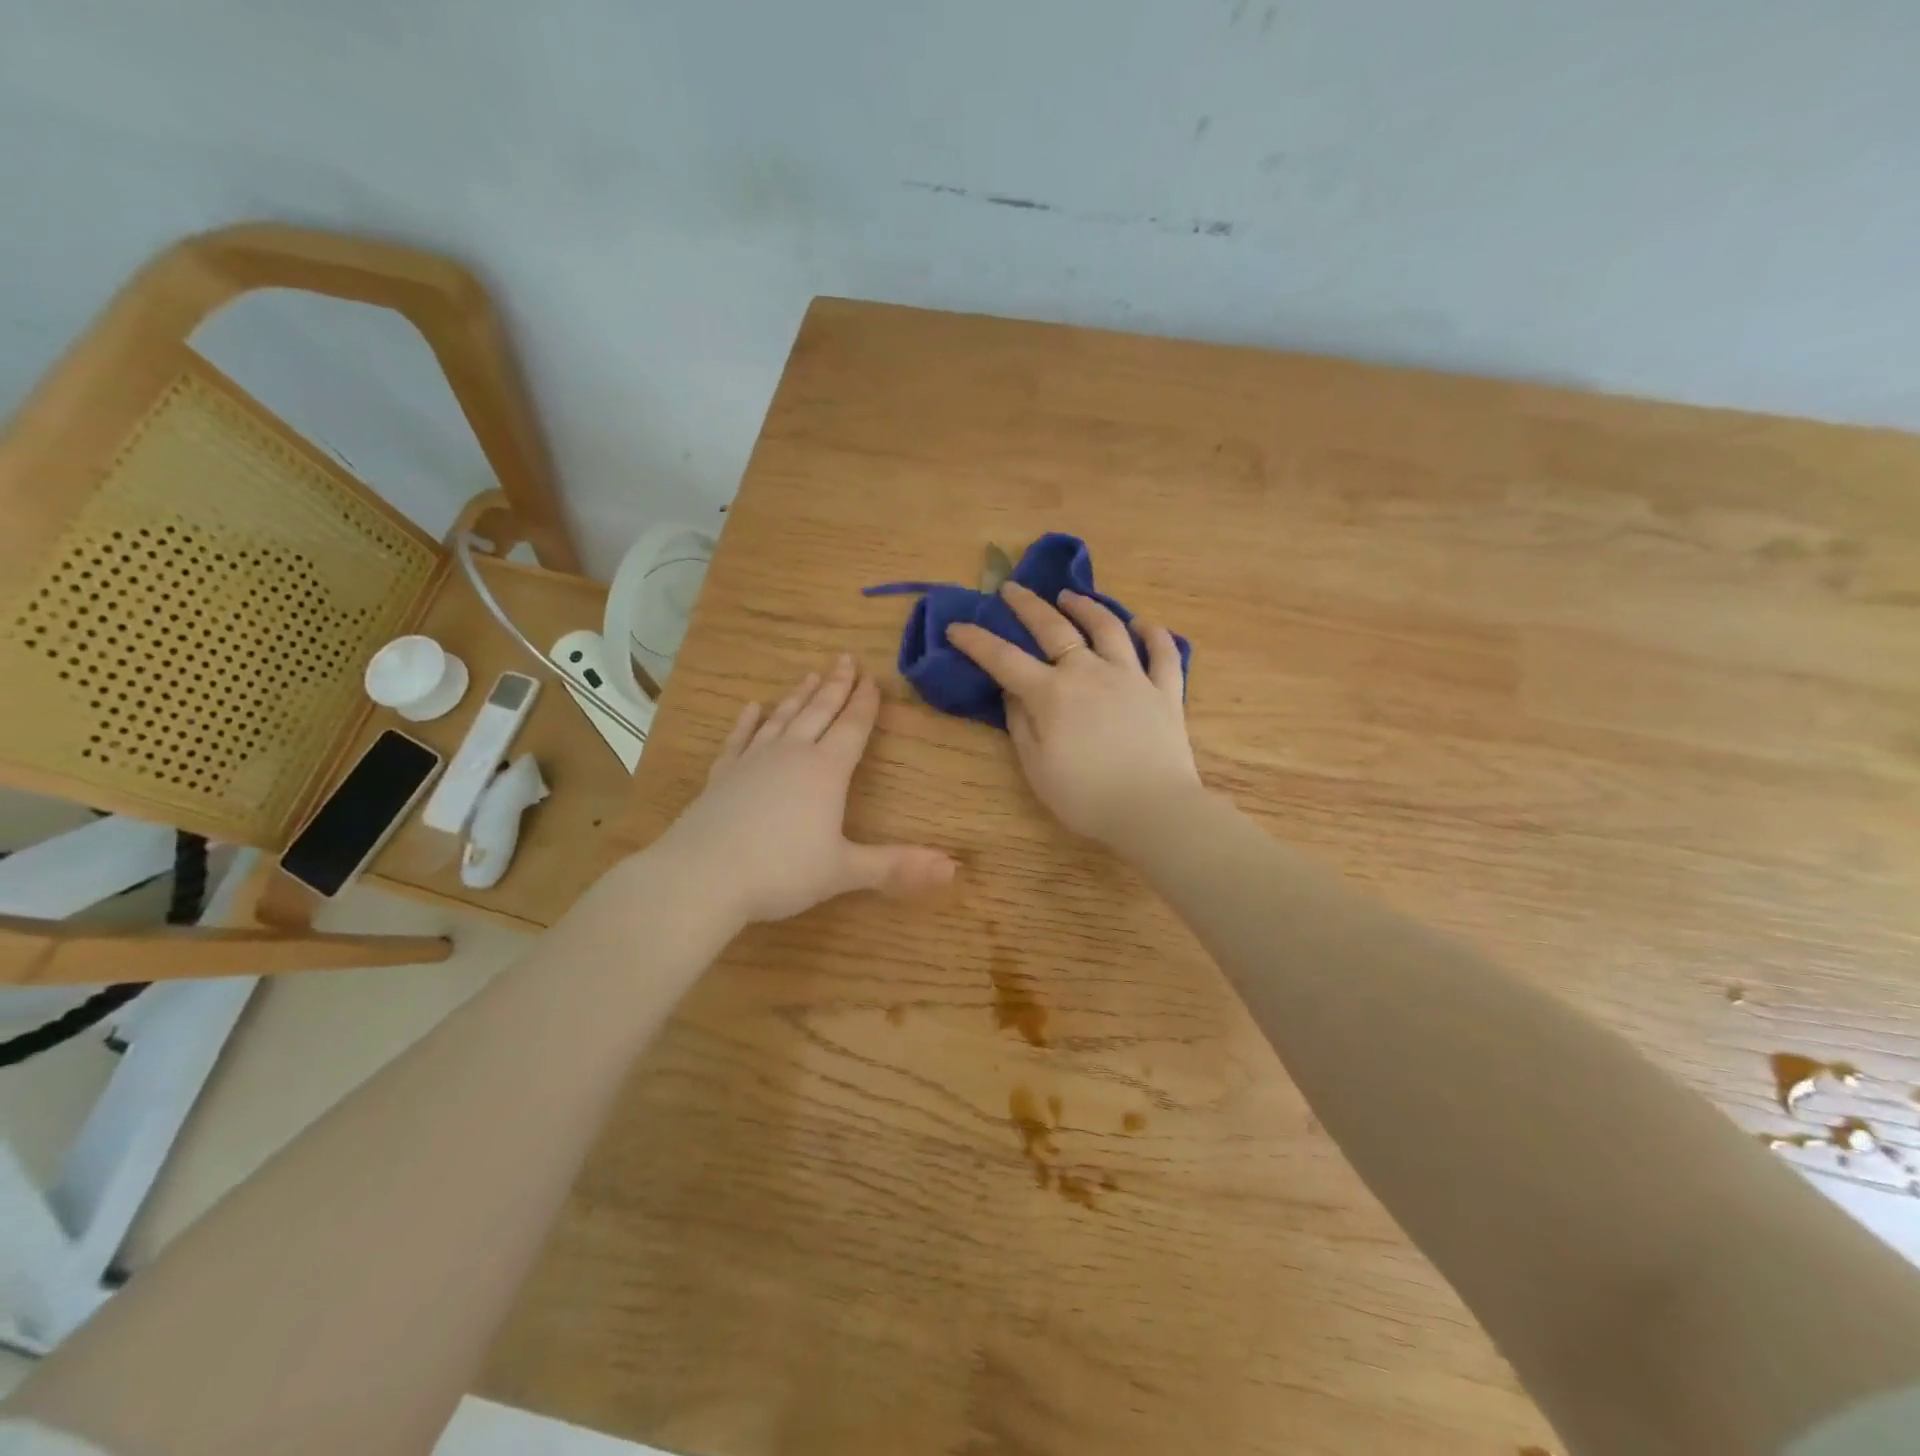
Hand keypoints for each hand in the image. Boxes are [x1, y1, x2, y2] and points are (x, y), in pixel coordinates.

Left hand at [657, 655, 957, 924]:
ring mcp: (753, 761)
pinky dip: (748, 722)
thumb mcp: (844, 871)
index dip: (865, 703)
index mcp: (826, 771)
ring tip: (810, 675)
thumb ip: (896, 866)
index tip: (873, 678)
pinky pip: (739, 739)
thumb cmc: (781, 872)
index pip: (852, 728)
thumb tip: (953, 869)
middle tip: (845, 659)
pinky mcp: (722, 775)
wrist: (702, 876)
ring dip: (798, 696)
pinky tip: (752, 708)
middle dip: (836, 686)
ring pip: (782, 718)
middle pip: (819, 712)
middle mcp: (791, 755)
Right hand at [946, 582, 1200, 847]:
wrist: (1153, 810)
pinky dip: (1154, 635)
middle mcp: (1090, 672)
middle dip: (1028, 606)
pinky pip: (1163, 654)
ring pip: (1109, 629)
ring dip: (1087, 607)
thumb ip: (1021, 725)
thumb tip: (1012, 693)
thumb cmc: (1085, 796)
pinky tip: (1144, 625)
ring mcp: (1132, 677)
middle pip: (1055, 628)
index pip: (1004, 659)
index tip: (957, 626)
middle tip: (1012, 588)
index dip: (977, 641)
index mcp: (1052, 693)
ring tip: (1070, 596)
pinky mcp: (1166, 691)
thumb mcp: (1036, 767)